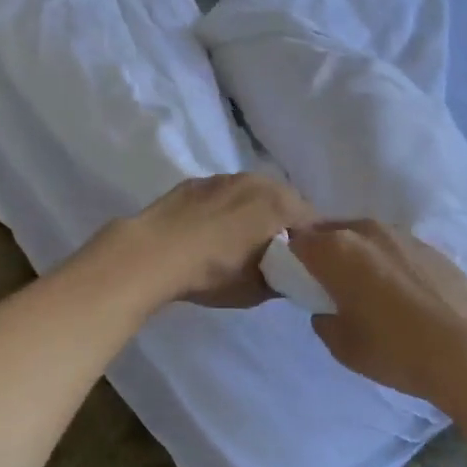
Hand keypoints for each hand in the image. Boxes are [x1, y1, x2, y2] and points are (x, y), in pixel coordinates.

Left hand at [116, 174, 316, 308]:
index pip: (314, 220)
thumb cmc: (213, 273)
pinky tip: (211, 229)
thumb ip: (284, 279)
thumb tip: (292, 275)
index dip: (314, 241)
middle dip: (285, 222)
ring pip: (254, 193)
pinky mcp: (196, 182)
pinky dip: (226, 207)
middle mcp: (258, 182)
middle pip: (285, 200)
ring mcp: (225, 177)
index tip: (306, 260)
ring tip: (241, 238)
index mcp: (280, 204)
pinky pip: (224, 193)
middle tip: (275, 250)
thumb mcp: (257, 289)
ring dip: (255, 210)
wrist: (152, 254)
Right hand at [289, 220, 466, 409]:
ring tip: (363, 286)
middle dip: (323, 251)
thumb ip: (324, 322)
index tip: (297, 280)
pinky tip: (399, 290)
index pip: (297, 240)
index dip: (291, 258)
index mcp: (336, 250)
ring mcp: (402, 235)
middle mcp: (367, 232)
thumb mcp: (344, 347)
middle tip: (327, 283)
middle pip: (331, 231)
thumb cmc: (396, 350)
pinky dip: (386, 260)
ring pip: (365, 236)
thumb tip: (327, 310)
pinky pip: (394, 247)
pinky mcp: (430, 247)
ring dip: (356, 253)